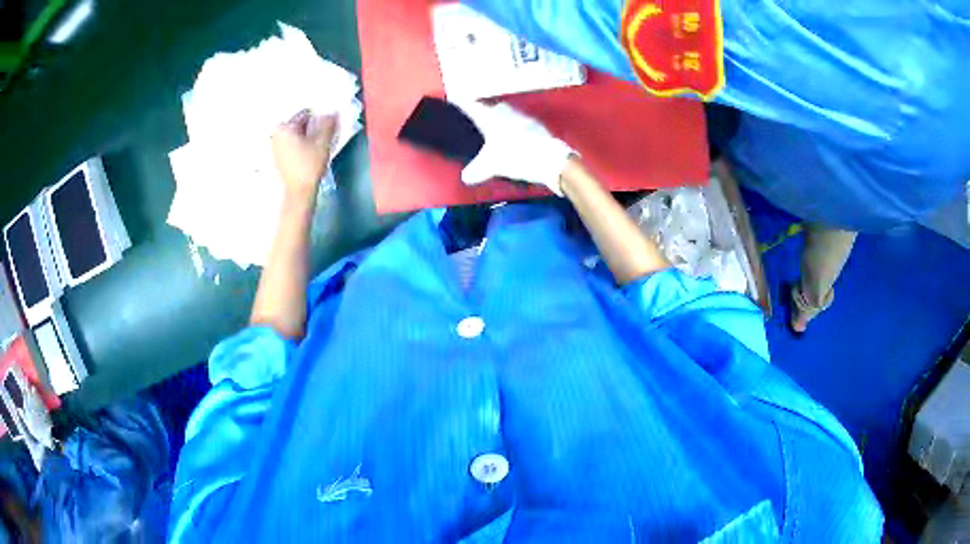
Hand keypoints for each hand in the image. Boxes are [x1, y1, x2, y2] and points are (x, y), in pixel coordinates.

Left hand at [272, 109, 338, 196]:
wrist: (298, 192)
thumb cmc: (309, 166)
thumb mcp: (322, 143)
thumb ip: (328, 124)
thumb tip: (333, 112)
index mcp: (284, 128)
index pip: (305, 114)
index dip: (318, 118)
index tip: (326, 127)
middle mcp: (275, 134)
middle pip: (298, 123)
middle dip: (310, 127)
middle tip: (321, 136)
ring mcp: (274, 146)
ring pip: (294, 134)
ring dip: (305, 136)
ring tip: (315, 146)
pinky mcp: (276, 157)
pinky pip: (289, 144)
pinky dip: (298, 145)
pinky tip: (306, 153)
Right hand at [455, 101, 573, 195]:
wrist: (551, 159)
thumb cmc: (517, 155)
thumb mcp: (491, 166)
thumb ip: (477, 170)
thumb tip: (466, 176)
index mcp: (491, 118)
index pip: (472, 106)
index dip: (463, 103)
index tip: (456, 98)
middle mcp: (507, 113)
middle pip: (493, 107)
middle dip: (486, 111)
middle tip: (479, 118)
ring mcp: (524, 118)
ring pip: (508, 115)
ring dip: (503, 120)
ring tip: (497, 130)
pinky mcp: (538, 127)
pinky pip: (521, 124)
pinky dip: (516, 130)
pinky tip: (516, 140)